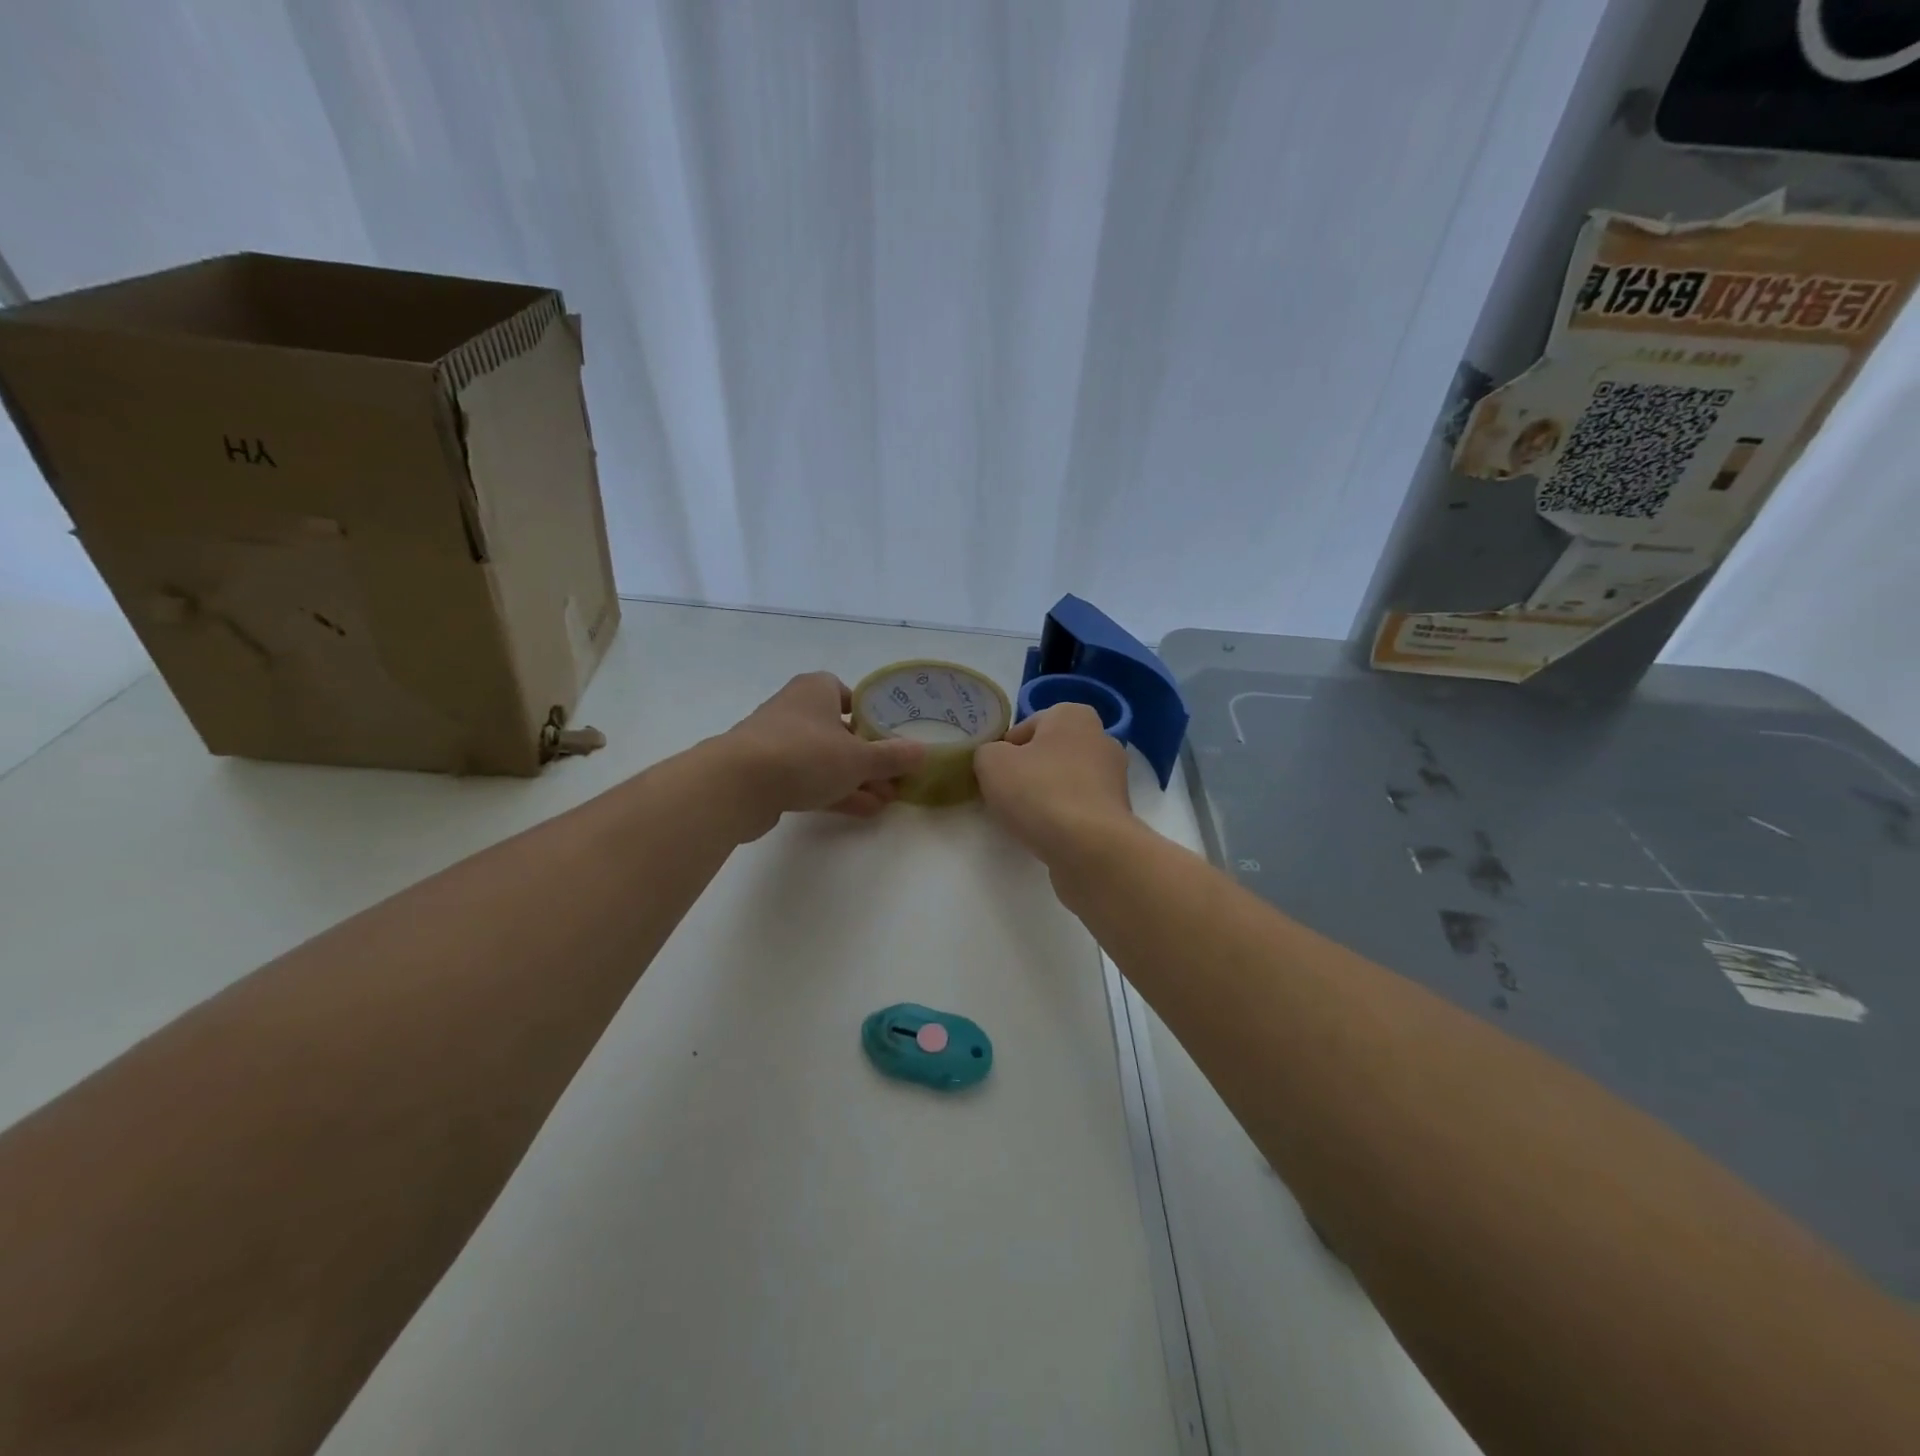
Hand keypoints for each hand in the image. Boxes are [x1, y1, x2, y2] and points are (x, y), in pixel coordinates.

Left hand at [716, 673, 926, 837]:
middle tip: (897, 777)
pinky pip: (810, 780)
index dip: (874, 715)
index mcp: (816, 690)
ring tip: (888, 800)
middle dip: (870, 757)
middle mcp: (796, 710)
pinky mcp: (768, 774)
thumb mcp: (859, 758)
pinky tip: (864, 811)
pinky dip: (835, 792)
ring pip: (827, 760)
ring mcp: (779, 743)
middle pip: (842, 731)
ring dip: (857, 779)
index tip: (893, 737)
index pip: (851, 695)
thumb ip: (893, 756)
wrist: (736, 785)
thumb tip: (924, 752)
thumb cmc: (804, 755)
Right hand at [973, 703, 1131, 863]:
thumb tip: (997, 759)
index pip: (1026, 727)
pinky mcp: (1118, 812)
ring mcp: (1115, 777)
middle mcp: (1101, 738)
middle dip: (1028, 772)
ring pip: (1065, 781)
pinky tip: (1050, 834)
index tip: (994, 775)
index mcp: (1073, 715)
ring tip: (1027, 820)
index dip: (1004, 750)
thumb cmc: (1039, 792)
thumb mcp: (991, 763)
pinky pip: (1080, 808)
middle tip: (1007, 797)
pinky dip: (1064, 818)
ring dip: (1046, 796)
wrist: (1089, 847)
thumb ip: (987, 752)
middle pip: (1048, 753)